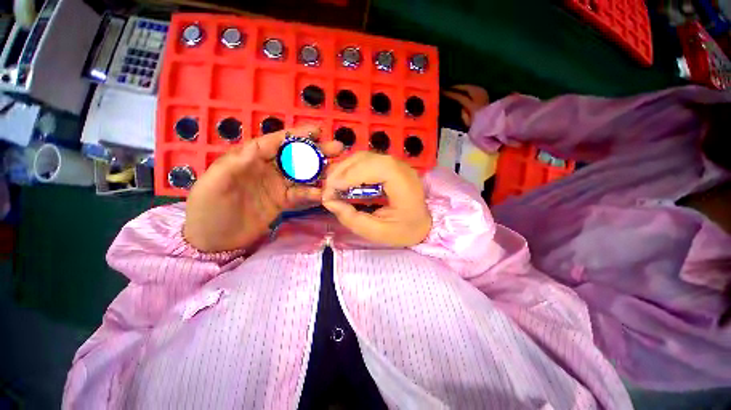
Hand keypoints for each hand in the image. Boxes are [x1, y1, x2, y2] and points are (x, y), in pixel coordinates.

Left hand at [184, 126, 343, 251]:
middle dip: (316, 151)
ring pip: (303, 174)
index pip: (275, 142)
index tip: (316, 131)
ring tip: (338, 170)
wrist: (213, 241)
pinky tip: (325, 193)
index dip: (296, 135)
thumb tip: (257, 147)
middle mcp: (267, 169)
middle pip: (295, 156)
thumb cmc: (207, 210)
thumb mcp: (213, 185)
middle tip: (337, 148)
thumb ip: (234, 165)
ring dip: (320, 172)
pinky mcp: (283, 201)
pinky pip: (301, 194)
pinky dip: (314, 193)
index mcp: (249, 159)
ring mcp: (277, 186)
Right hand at [322, 152, 431, 246]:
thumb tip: (330, 202)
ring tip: (333, 185)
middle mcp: (400, 167)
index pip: (375, 168)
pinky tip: (345, 181)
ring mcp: (395, 164)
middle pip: (366, 158)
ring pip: (364, 157)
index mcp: (404, 184)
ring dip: (344, 168)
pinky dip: (351, 168)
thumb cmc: (404, 230)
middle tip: (328, 189)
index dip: (350, 175)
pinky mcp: (389, 165)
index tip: (330, 191)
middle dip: (342, 171)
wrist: (422, 223)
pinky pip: (366, 161)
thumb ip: (352, 219)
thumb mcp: (377, 232)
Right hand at [442, 85, 489, 126]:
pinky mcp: (486, 95)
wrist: (492, 126)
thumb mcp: (468, 123)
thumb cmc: (478, 126)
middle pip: (467, 88)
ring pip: (472, 87)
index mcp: (474, 106)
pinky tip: (464, 89)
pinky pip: (476, 88)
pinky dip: (469, 88)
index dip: (451, 94)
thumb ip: (463, 114)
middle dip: (457, 87)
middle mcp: (480, 98)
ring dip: (463, 86)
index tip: (443, 92)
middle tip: (448, 87)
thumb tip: (461, 105)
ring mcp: (484, 95)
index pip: (460, 97)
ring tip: (455, 87)